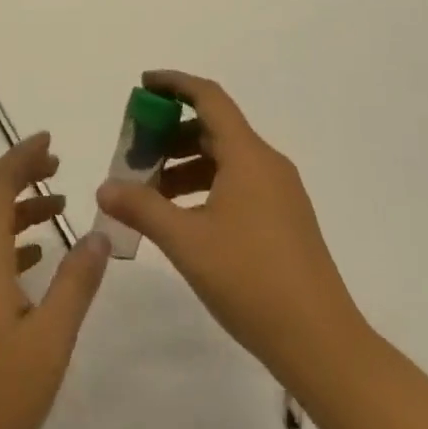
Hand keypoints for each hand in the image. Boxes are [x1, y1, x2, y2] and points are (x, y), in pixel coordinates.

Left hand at [0, 132, 110, 428]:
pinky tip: (40, 256)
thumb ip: (75, 282)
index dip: (20, 157)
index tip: (49, 139)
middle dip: (22, 175)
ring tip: (59, 203)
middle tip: (58, 163)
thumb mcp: (51, 338)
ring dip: (21, 207)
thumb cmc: (0, 395)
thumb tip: (99, 231)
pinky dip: (14, 239)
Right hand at [94, 70, 361, 387]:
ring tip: (150, 192)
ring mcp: (280, 192)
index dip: (174, 84)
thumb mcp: (186, 242)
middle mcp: (267, 163)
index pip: (208, 97)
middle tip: (135, 153)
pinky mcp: (285, 219)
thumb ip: (142, 208)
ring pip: (225, 159)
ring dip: (186, 165)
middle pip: (214, 128)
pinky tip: (184, 218)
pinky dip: (206, 186)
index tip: (143, 85)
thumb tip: (105, 187)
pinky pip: (239, 183)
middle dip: (171, 134)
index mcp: (248, 155)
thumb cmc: (251, 280)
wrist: (322, 344)